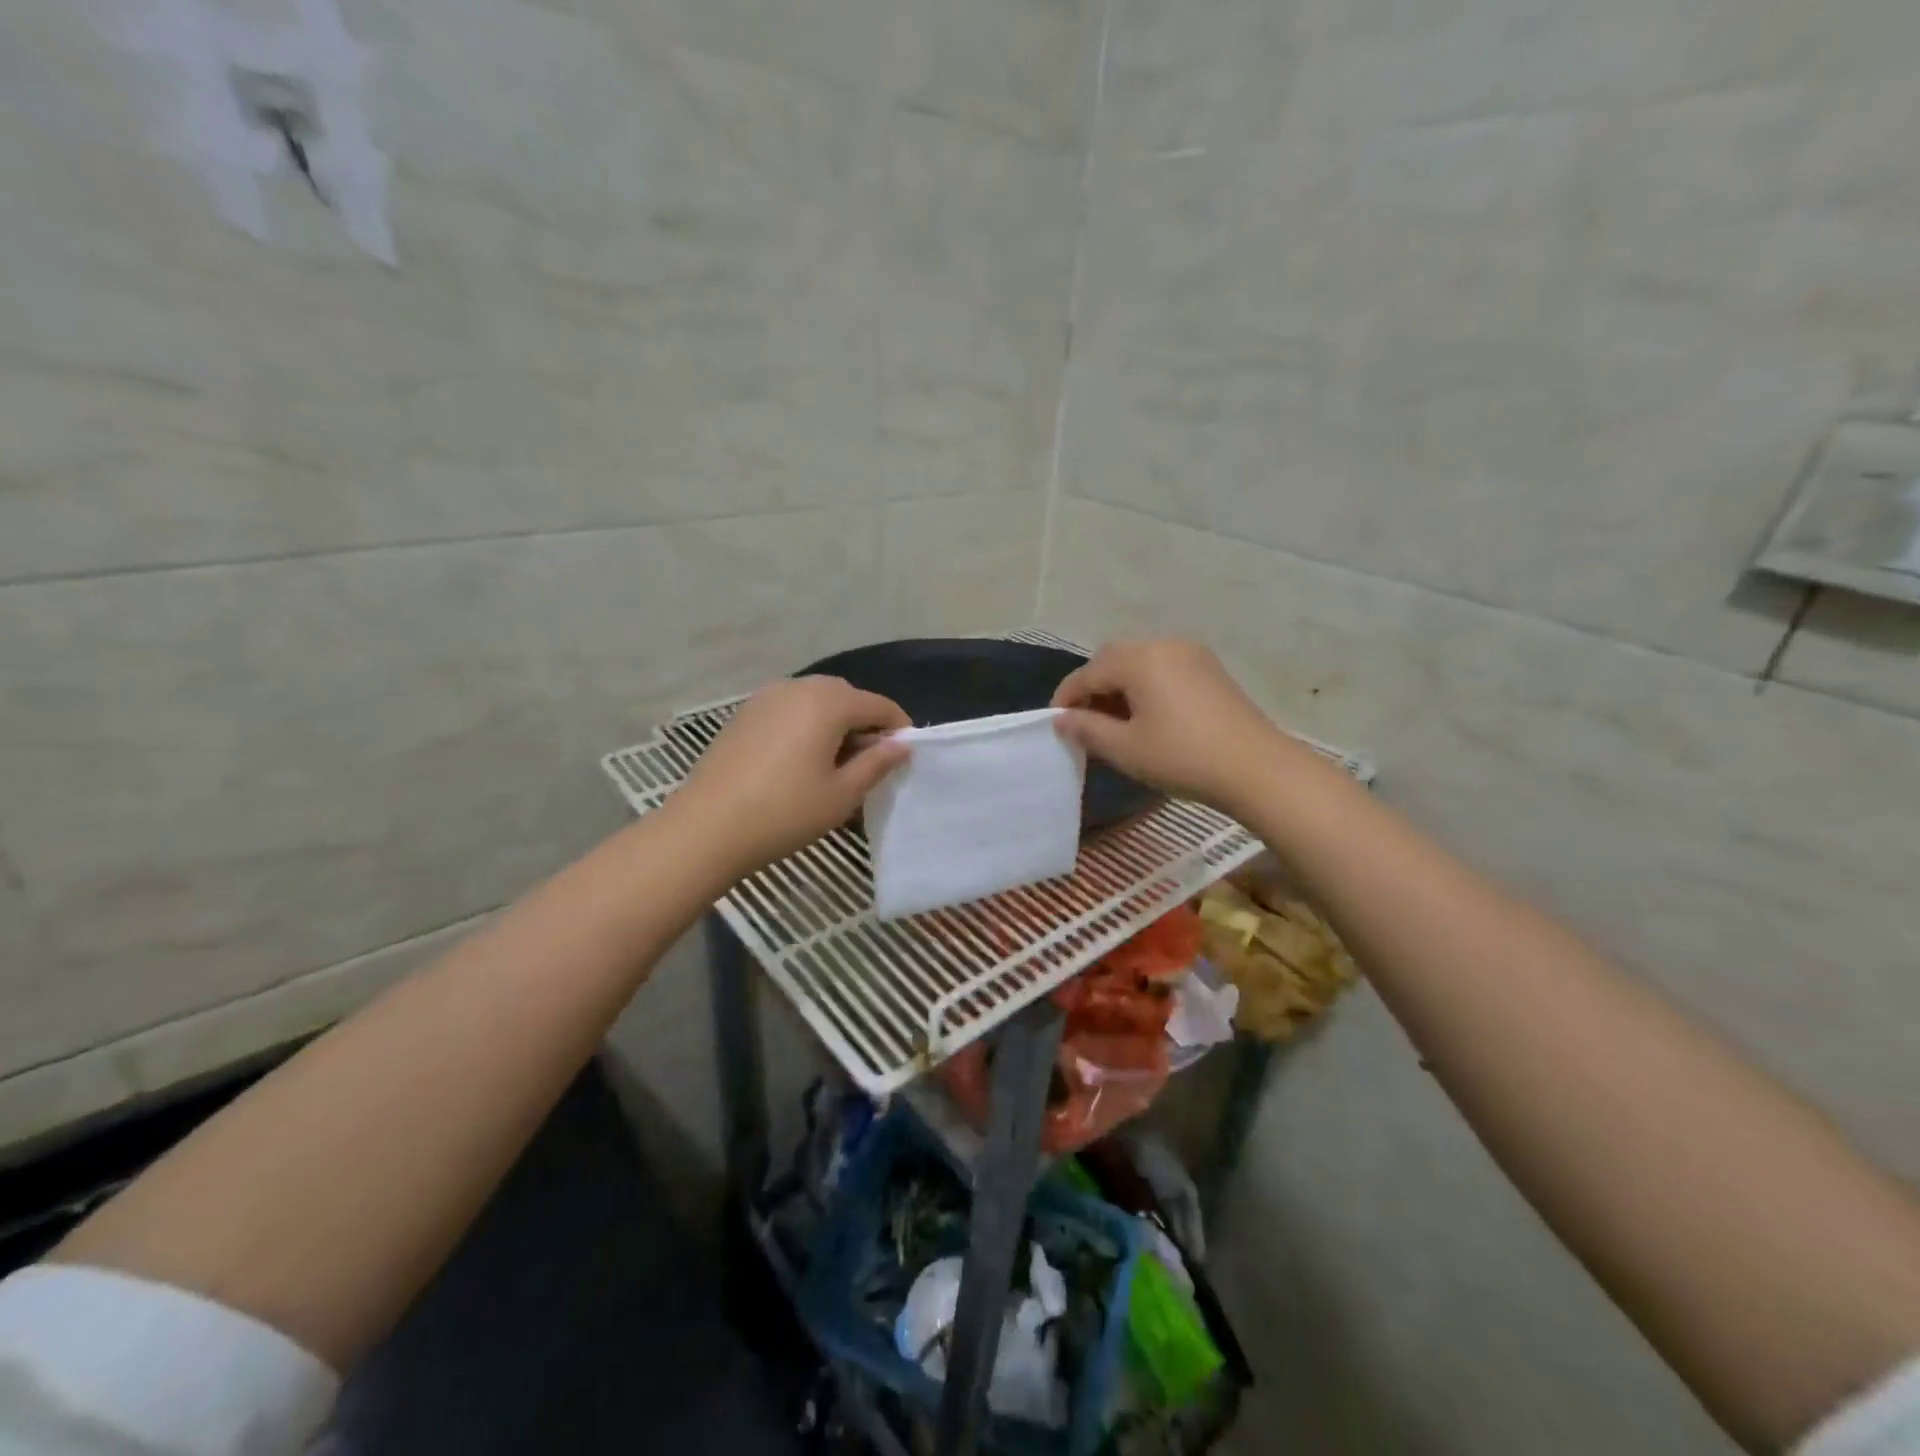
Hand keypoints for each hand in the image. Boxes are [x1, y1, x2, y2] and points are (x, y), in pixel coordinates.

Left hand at [677, 676, 910, 875]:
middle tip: (869, 763)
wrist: (707, 827)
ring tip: (835, 763)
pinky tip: (800, 761)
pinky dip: (805, 725)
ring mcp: (766, 697)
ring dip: (834, 723)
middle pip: (846, 696)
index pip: (879, 705)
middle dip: (865, 723)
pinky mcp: (745, 713)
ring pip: (815, 701)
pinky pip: (789, 709)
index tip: (904, 757)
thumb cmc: (785, 812)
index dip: (898, 728)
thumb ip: (877, 764)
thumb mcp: (842, 794)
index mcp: (828, 701)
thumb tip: (901, 745)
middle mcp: (798, 687)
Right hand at [1051, 638, 1297, 814]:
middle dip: (1093, 687)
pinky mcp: (1209, 668)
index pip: (1088, 673)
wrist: (1256, 768)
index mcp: (1138, 659)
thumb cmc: (1182, 757)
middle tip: (1085, 722)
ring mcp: (1190, 653)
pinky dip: (1145, 685)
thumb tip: (1061, 720)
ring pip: (1139, 661)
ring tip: (1114, 723)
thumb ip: (1087, 729)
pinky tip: (1147, 716)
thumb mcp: (1125, 748)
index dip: (1066, 698)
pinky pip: (1163, 667)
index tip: (1055, 724)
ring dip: (1119, 685)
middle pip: (1113, 659)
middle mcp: (1163, 644)